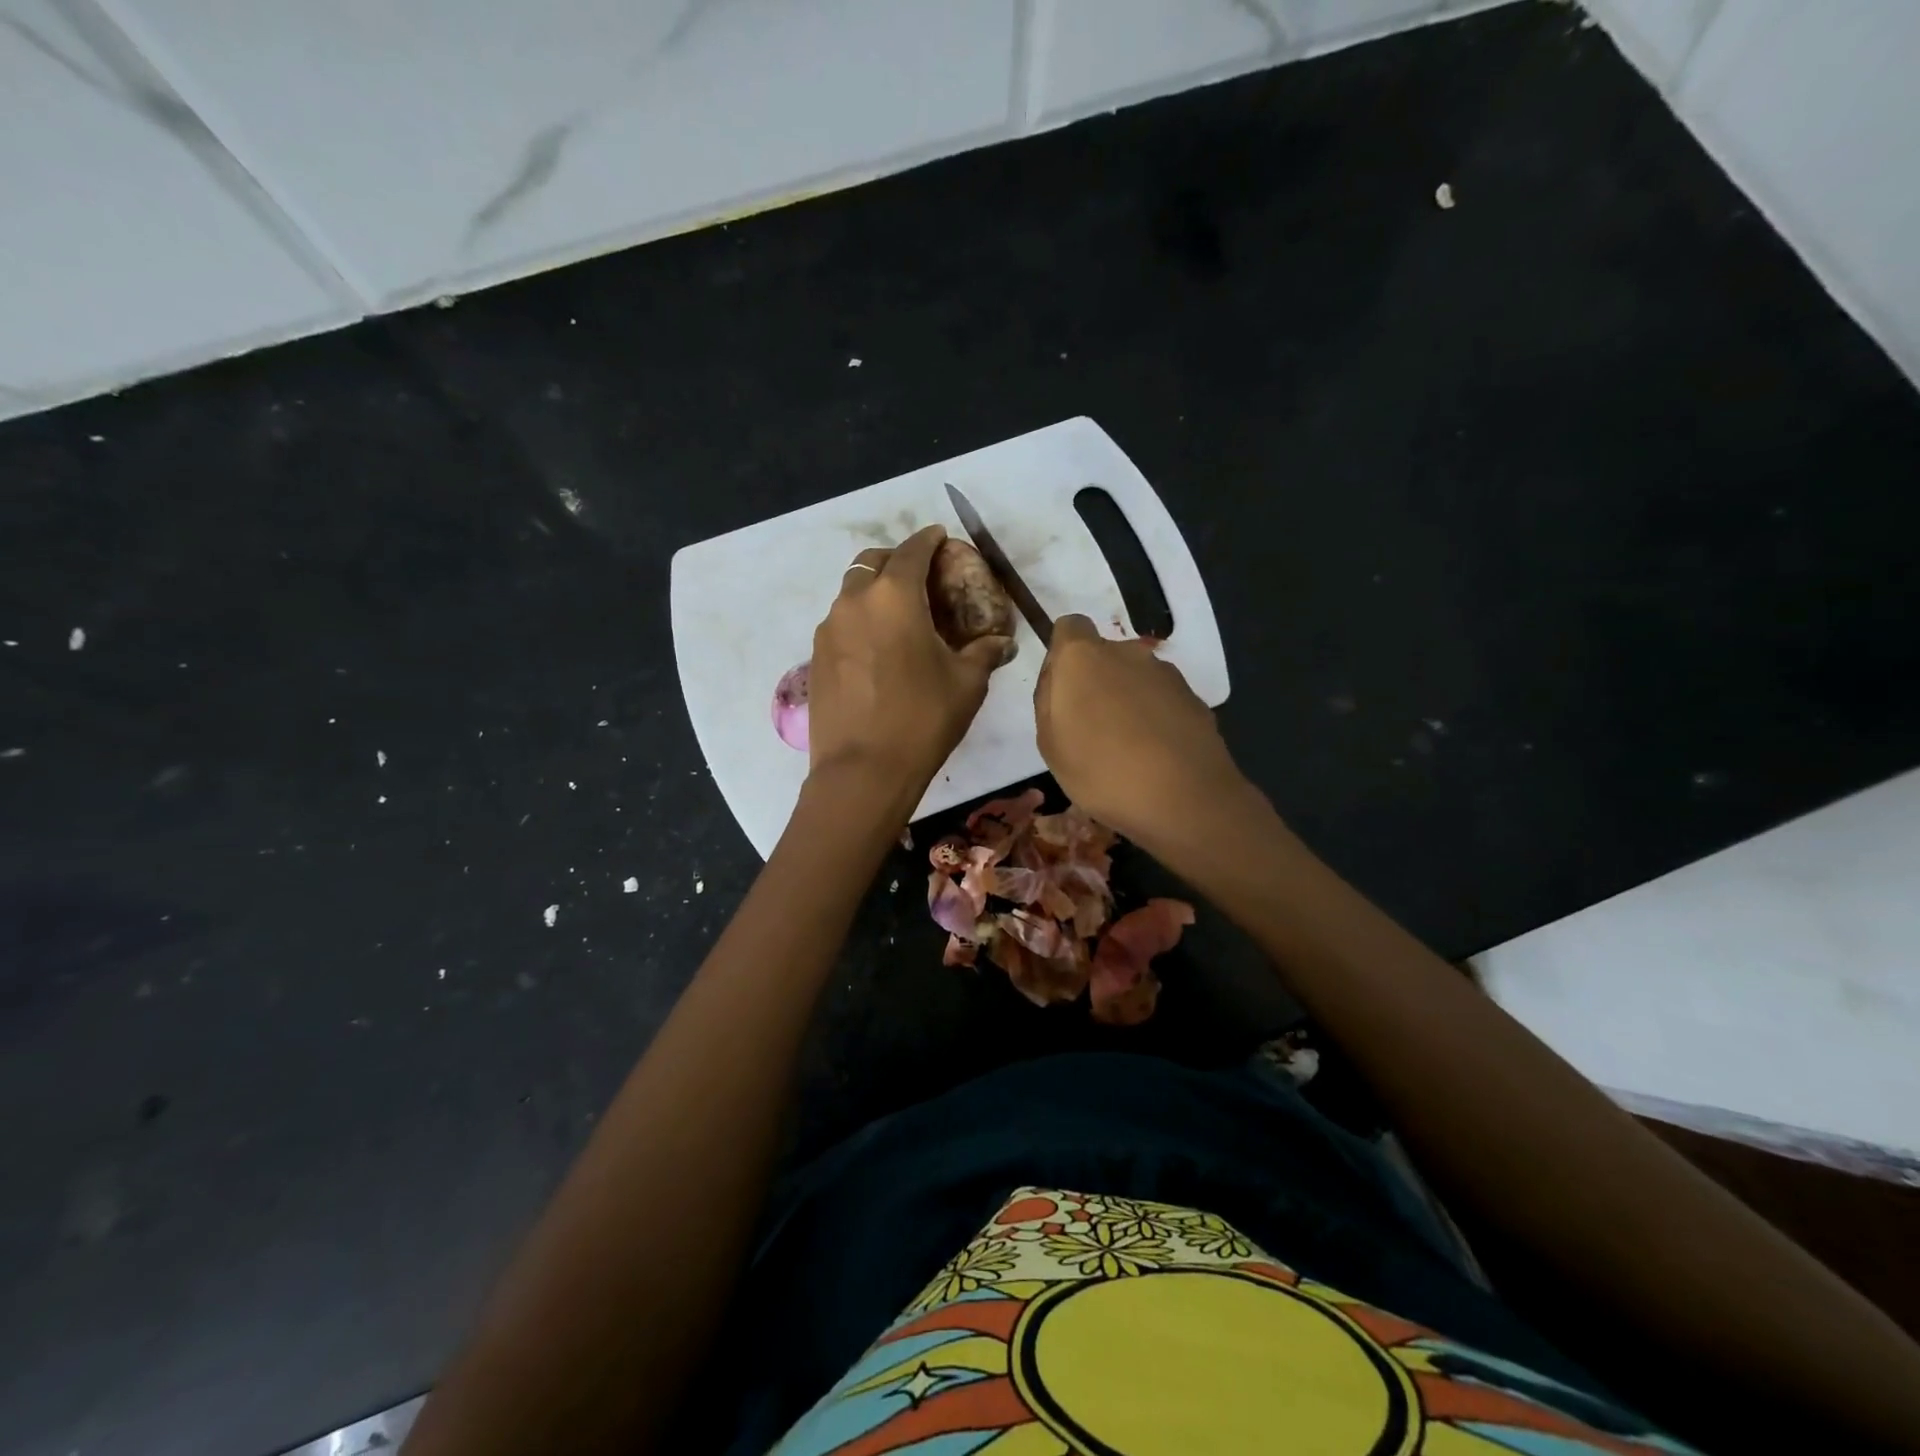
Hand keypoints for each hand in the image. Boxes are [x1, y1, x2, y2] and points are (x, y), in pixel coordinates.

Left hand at [807, 525, 1012, 802]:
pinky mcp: (815, 657)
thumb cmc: (922, 720)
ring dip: (874, 590)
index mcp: (894, 596)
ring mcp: (829, 629)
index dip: (929, 540)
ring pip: (851, 592)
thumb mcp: (967, 684)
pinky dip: (860, 620)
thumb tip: (1001, 642)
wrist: (862, 771)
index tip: (940, 538)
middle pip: (872, 562)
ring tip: (899, 615)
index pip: (912, 550)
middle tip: (919, 576)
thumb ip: (984, 653)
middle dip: (896, 559)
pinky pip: (841, 623)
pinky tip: (877, 647)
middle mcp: (854, 602)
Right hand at [1034, 614, 1253, 848]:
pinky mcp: (1194, 699)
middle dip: (1095, 682)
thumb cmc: (1101, 771)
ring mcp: (1166, 674)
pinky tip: (1154, 757)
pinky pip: (1161, 700)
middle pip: (1103, 655)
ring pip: (1135, 678)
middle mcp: (1127, 653)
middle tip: (1089, 729)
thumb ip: (1048, 698)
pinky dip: (1154, 718)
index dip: (1062, 654)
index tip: (1061, 690)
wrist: (1185, 799)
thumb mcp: (1049, 742)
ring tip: (1125, 749)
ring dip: (1126, 701)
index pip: (1069, 627)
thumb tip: (1058, 677)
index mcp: (1084, 657)